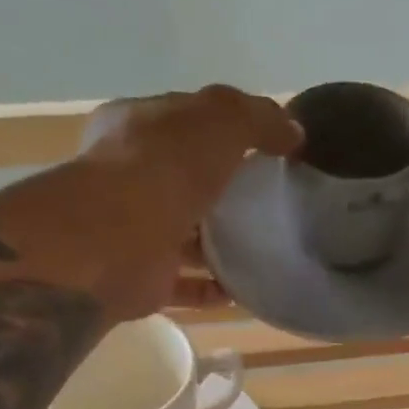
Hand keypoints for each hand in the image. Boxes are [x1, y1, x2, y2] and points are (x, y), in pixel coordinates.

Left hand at [70, 86, 300, 320]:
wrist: (115, 240)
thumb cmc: (164, 166)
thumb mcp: (221, 119)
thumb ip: (258, 118)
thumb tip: (293, 132)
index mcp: (136, 127)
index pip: (183, 121)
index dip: (223, 128)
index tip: (266, 147)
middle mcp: (129, 177)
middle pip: (184, 180)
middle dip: (222, 190)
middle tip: (270, 201)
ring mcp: (134, 230)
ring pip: (182, 235)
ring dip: (218, 244)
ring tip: (265, 247)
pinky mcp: (143, 279)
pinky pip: (184, 284)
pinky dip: (211, 288)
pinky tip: (243, 289)